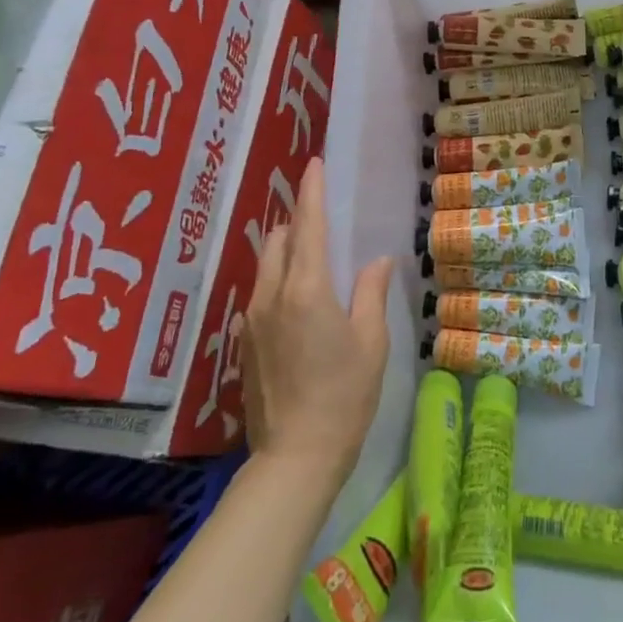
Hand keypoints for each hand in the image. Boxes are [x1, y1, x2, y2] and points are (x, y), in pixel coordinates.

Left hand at [243, 158, 395, 493]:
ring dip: (285, 250)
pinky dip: (277, 280)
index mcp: (306, 289)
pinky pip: (260, 293)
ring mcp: (252, 319)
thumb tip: (378, 261)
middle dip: (297, 221)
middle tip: (321, 219)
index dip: (311, 191)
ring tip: (311, 258)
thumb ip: (371, 292)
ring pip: (265, 265)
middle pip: (278, 239)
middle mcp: (271, 295)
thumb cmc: (344, 395)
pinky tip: (298, 302)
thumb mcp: (371, 341)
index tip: (314, 164)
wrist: (294, 458)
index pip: (307, 225)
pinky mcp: (244, 342)